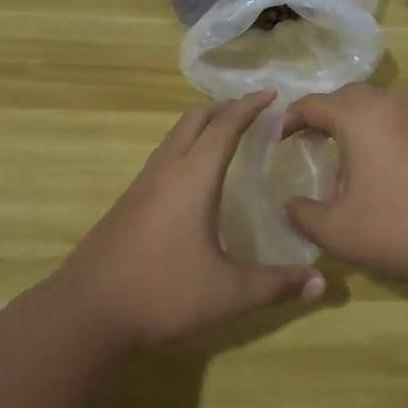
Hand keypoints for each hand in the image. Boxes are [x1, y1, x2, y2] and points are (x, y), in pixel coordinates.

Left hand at [55, 91, 326, 348]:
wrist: (87, 313)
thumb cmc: (163, 294)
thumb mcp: (228, 294)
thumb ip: (276, 285)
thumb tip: (321, 283)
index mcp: (192, 178)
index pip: (224, 126)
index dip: (248, 106)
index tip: (271, 93)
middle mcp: (165, 171)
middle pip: (193, 120)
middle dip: (224, 108)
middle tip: (252, 111)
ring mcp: (140, 185)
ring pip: (173, 137)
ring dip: (200, 127)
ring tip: (226, 136)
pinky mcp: (126, 203)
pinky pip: (161, 158)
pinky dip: (184, 148)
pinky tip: (193, 178)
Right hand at [281, 83, 407, 307]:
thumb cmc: (401, 229)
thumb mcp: (337, 230)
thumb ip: (302, 214)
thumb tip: (288, 204)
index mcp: (360, 116)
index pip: (312, 103)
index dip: (288, 119)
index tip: (276, 139)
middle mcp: (391, 104)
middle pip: (346, 97)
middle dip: (321, 115)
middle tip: (305, 142)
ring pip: (376, 107)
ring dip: (353, 124)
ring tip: (341, 158)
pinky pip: (399, 122)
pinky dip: (379, 135)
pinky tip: (380, 171)